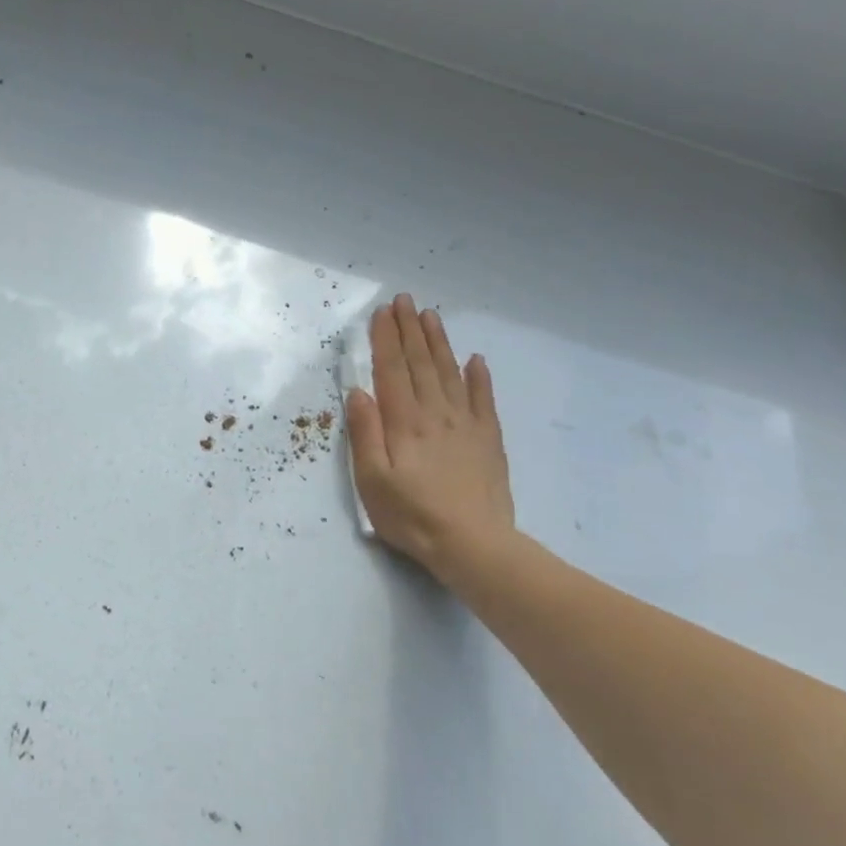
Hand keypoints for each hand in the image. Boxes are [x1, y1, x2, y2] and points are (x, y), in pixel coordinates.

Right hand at [346, 294, 516, 584]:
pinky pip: (484, 400)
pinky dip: (479, 377)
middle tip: (404, 300)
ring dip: (439, 343)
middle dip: (410, 329)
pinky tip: (476, 359)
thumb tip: (358, 392)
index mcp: (404, 422)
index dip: (385, 339)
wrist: (473, 545)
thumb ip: (365, 433)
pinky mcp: (488, 440)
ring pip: (450, 373)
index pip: (391, 370)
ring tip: (430, 316)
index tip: (381, 312)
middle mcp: (435, 413)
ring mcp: (466, 424)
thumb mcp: (371, 480)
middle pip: (421, 363)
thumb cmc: (412, 515)